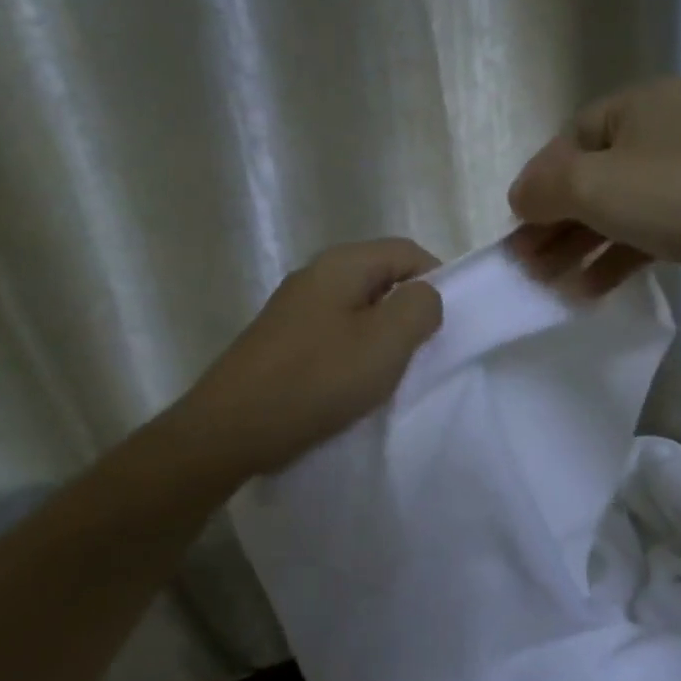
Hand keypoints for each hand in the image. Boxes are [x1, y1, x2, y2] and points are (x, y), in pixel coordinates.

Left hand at [181, 239, 443, 475]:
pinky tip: (353, 384)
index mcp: (341, 264)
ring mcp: (294, 308)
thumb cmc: (318, 380)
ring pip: (358, 308)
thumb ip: (420, 308)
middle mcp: (315, 276)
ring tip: (389, 372)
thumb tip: (425, 296)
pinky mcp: (282, 340)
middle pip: (381, 278)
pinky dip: (354, 352)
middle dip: (408, 311)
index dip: (437, 279)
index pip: (407, 251)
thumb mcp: (386, 342)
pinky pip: (334, 333)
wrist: (232, 428)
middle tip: (421, 351)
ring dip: (382, 335)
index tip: (447, 324)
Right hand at [506, 78, 680, 308]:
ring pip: (616, 211)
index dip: (540, 180)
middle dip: (554, 222)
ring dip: (578, 247)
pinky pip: (642, 235)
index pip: (573, 138)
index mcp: (643, 103)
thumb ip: (544, 187)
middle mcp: (666, 133)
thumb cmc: (673, 196)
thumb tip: (520, 197)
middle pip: (593, 178)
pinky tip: (586, 291)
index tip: (516, 221)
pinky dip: (612, 260)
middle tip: (524, 261)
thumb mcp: (592, 184)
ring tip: (546, 282)